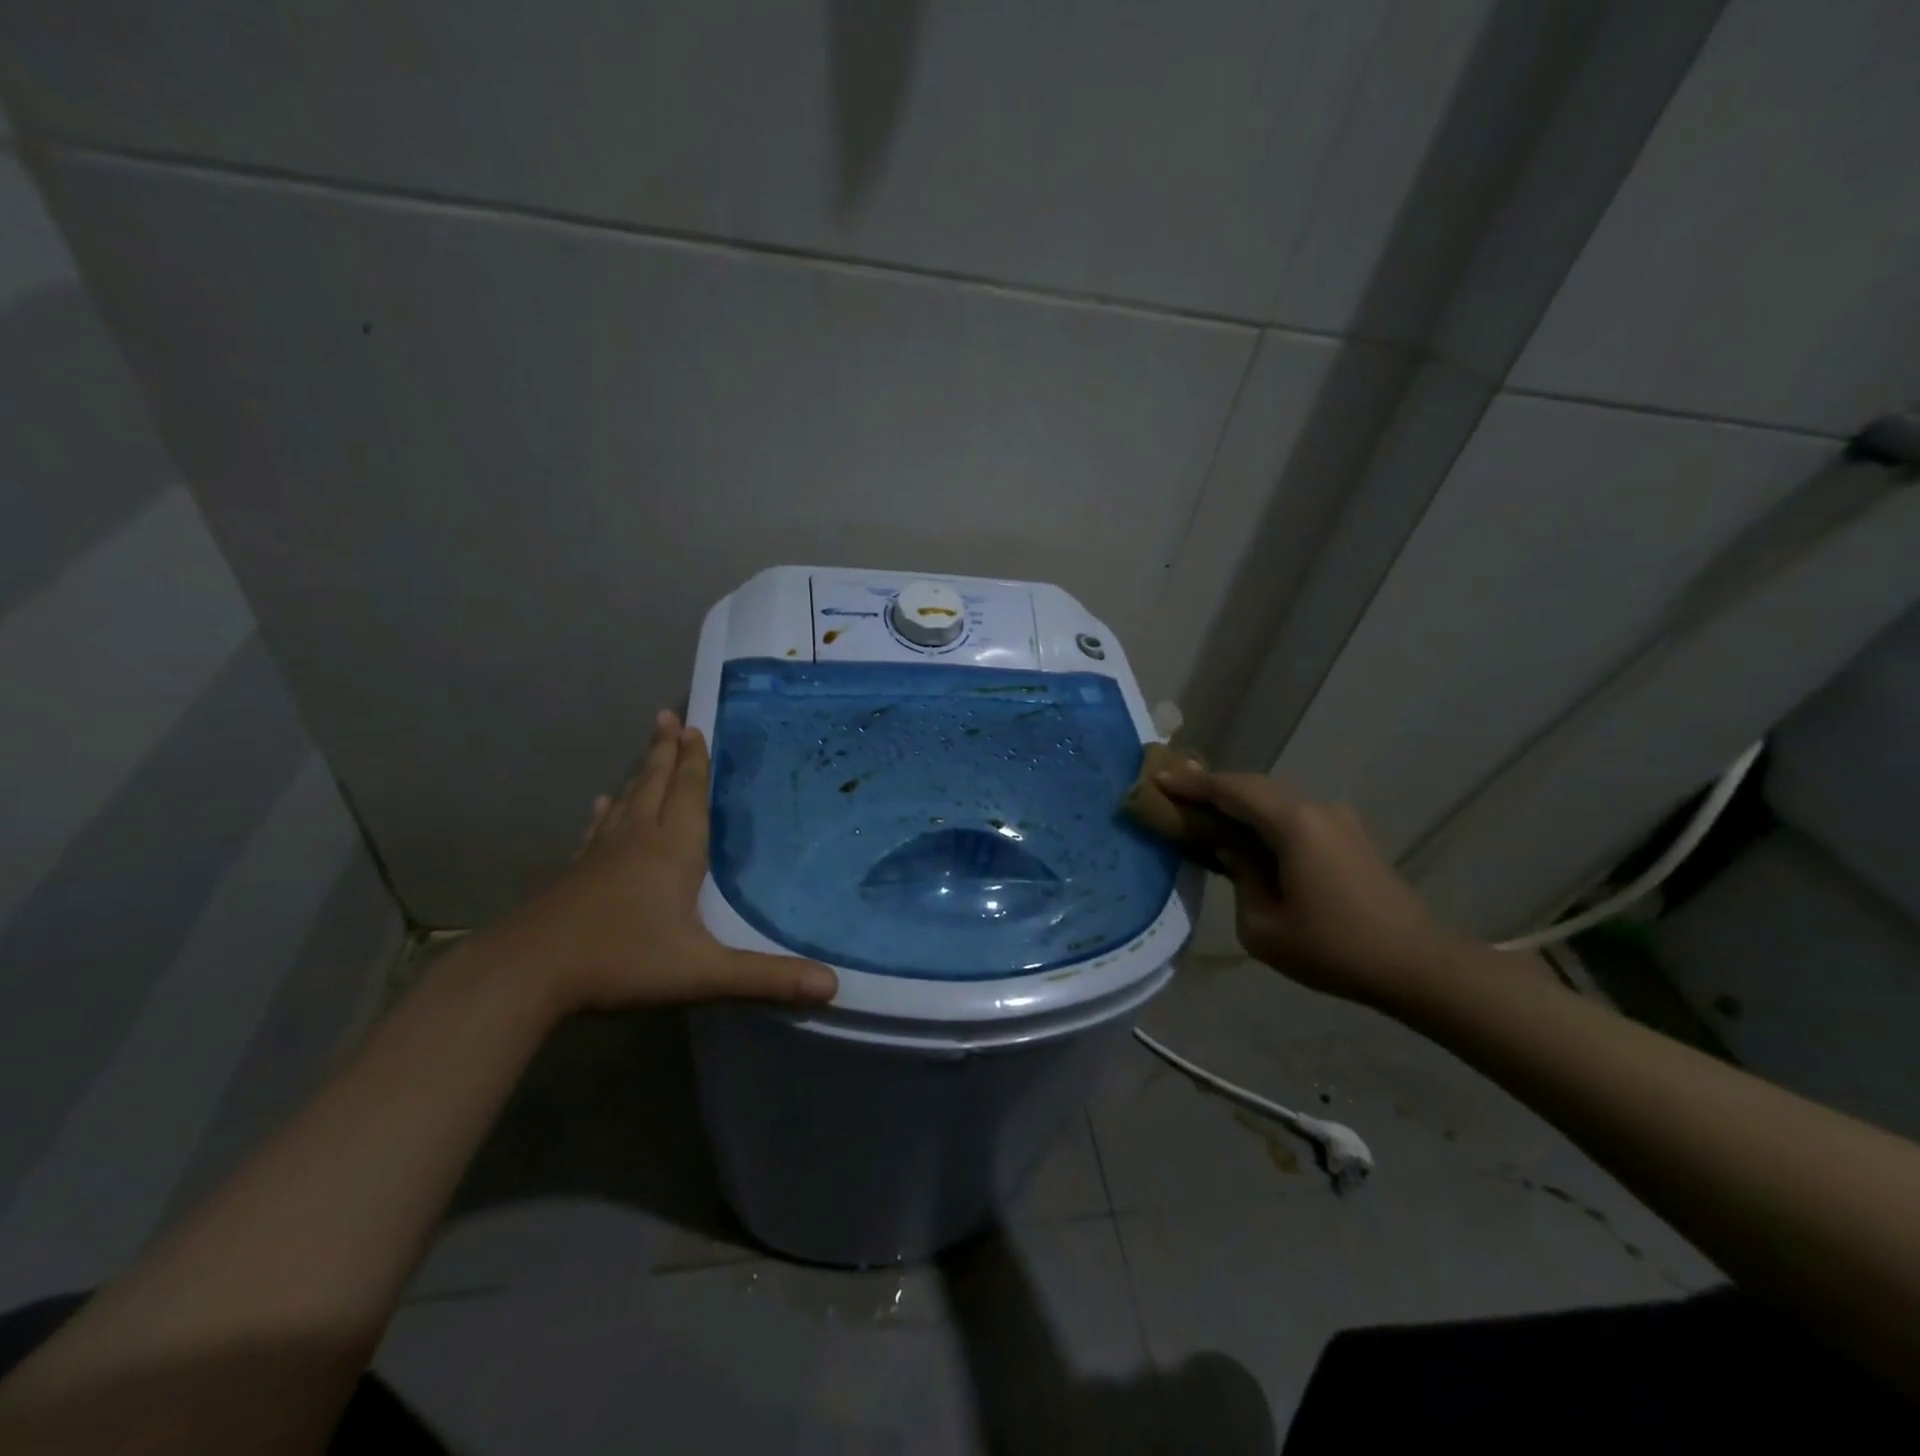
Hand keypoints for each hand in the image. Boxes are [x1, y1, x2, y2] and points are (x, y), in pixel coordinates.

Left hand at [487, 710, 838, 1014]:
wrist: (526, 974)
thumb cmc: (622, 961)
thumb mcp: (703, 973)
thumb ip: (767, 977)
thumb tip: (834, 986)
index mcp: (673, 850)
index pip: (689, 794)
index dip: (695, 761)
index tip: (693, 726)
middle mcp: (638, 840)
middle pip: (656, 785)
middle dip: (667, 752)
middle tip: (668, 716)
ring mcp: (601, 855)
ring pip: (628, 800)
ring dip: (642, 771)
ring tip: (649, 746)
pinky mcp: (575, 873)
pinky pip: (597, 830)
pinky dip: (606, 812)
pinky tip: (601, 804)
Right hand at [1156, 762, 1465, 1004]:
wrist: (1417, 965)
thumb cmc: (1333, 949)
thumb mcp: (1264, 926)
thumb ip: (1240, 877)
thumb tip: (1233, 850)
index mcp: (1294, 825)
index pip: (1233, 791)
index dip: (1193, 784)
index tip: (1160, 778)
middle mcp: (1317, 810)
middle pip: (1255, 787)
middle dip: (1214, 787)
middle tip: (1177, 789)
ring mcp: (1339, 821)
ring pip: (1276, 801)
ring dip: (1240, 803)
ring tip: (1206, 812)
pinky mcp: (1350, 837)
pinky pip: (1295, 817)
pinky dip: (1264, 819)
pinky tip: (1248, 835)